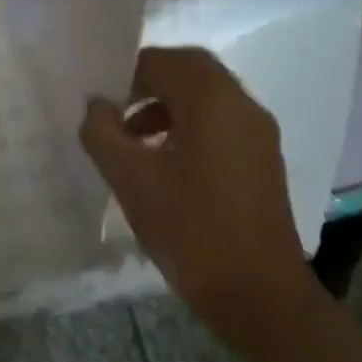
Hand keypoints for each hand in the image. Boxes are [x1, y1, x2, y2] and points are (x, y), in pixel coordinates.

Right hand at [81, 47, 314, 356]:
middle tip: (116, 107)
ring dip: (168, 105)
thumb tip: (96, 106)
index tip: (101, 102)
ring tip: (134, 138)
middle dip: (149, 82)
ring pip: (207, 97)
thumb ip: (103, 133)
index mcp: (212, 99)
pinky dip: (190, 126)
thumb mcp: (131, 179)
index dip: (125, 74)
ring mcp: (259, 134)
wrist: (263, 300)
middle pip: (190, 71)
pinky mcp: (264, 161)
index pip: (162, 61)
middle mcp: (241, 105)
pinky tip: (166, 163)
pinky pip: (221, 122)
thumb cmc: (192, 230)